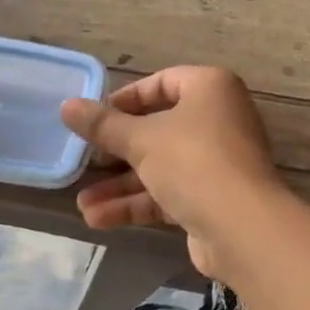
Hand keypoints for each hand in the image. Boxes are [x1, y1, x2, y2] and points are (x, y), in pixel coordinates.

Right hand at [60, 66, 283, 272]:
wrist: (242, 227)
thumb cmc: (192, 161)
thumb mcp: (141, 139)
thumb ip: (103, 125)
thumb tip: (67, 106)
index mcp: (210, 88)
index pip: (163, 82)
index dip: (126, 99)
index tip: (95, 117)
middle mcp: (219, 119)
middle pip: (159, 127)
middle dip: (118, 150)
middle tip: (85, 161)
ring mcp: (218, 161)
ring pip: (161, 165)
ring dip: (122, 185)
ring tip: (82, 203)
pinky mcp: (213, 198)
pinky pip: (170, 192)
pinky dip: (138, 203)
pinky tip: (99, 219)